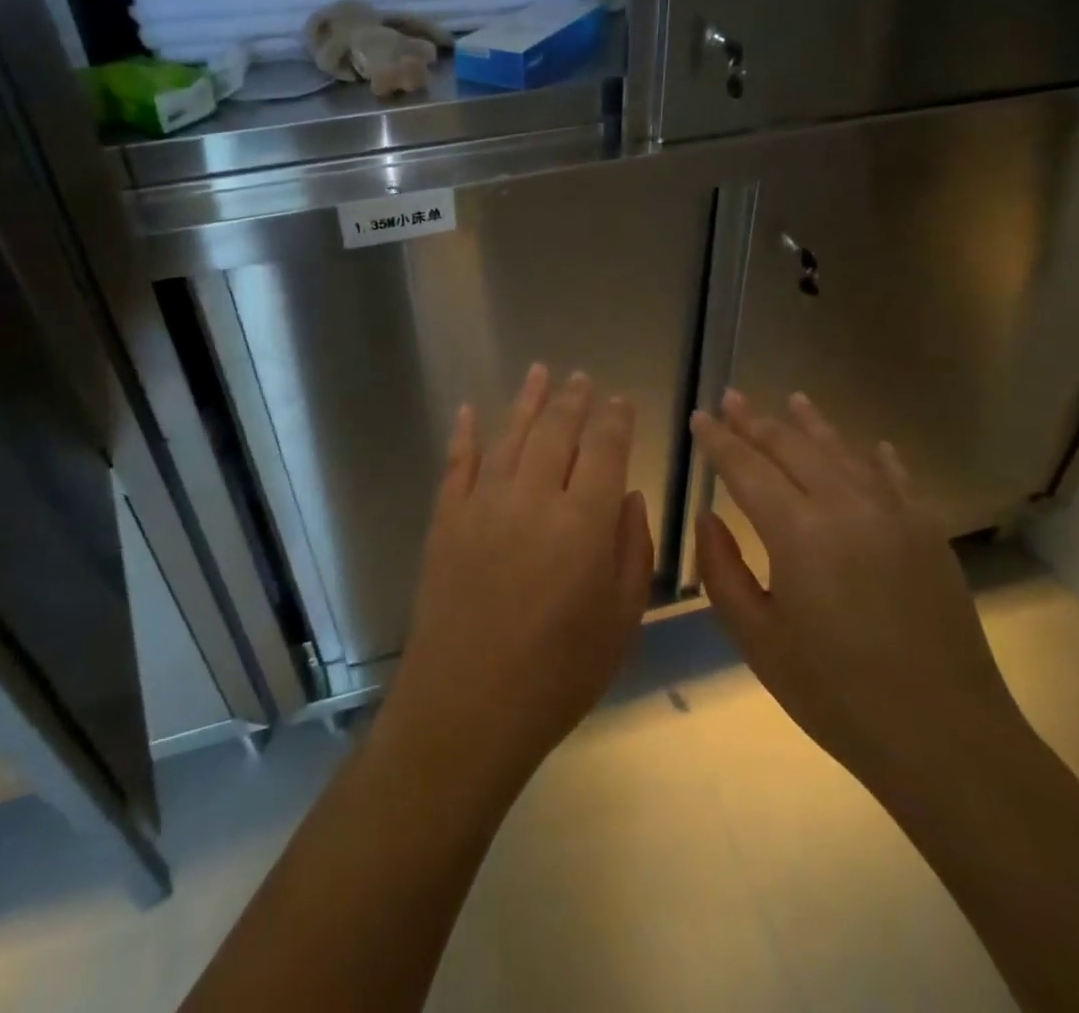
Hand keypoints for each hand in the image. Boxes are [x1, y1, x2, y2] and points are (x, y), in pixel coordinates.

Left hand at [378, 365, 654, 789]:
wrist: (466, 707)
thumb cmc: (557, 675)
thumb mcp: (620, 621)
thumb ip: (632, 549)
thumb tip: (626, 494)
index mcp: (583, 523)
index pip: (604, 449)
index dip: (615, 419)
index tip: (621, 400)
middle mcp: (533, 498)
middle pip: (556, 431)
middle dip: (573, 400)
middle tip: (582, 378)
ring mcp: (483, 504)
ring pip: (510, 436)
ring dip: (527, 401)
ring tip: (540, 372)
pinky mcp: (446, 519)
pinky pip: (457, 463)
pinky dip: (464, 433)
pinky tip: (470, 410)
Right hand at [691, 390, 1026, 787]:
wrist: (944, 738)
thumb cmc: (836, 694)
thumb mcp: (758, 640)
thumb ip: (723, 570)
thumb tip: (708, 517)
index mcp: (798, 532)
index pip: (747, 468)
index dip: (719, 441)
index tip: (699, 417)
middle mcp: (846, 507)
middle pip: (792, 448)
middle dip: (757, 421)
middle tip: (731, 398)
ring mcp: (894, 515)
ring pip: (843, 452)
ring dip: (813, 424)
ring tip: (793, 399)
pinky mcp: (928, 534)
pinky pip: (896, 479)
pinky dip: (876, 457)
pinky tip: (870, 444)